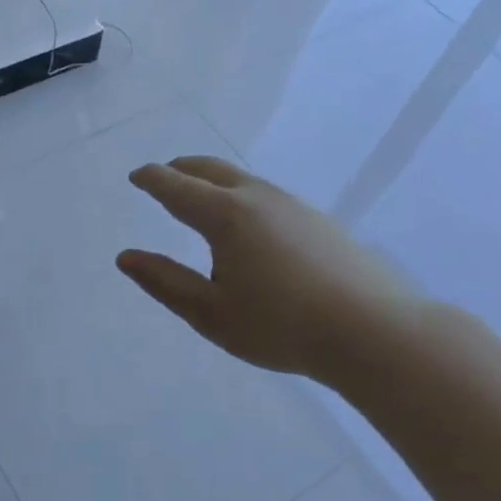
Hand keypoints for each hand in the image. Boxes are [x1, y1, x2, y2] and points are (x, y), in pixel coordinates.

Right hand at [116, 157, 422, 391]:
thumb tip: (126, 257)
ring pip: (242, 179)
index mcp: (226, 216)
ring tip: (199, 198)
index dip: (152, 179)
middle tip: (162, 176)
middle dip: (181, 169)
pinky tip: (246, 223)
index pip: (177, 187)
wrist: (374, 331)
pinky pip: (265, 194)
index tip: (136, 176)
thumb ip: (165, 282)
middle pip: (211, 170)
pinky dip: (239, 195)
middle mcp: (258, 198)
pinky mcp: (318, 220)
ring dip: (212, 181)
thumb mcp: (210, 313)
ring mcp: (293, 206)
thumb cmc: (281, 325)